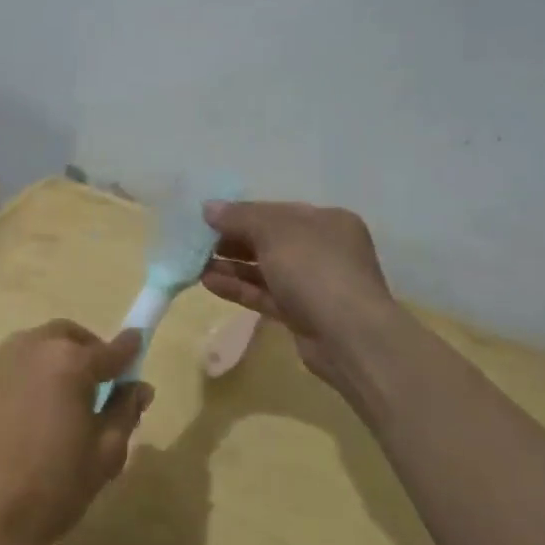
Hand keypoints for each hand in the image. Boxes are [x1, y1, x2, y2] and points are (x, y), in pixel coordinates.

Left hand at [0, 321, 149, 544]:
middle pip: (70, 337)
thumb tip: (138, 388)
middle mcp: (32, 347)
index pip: (111, 349)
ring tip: (68, 400)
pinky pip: (17, 364)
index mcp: (68, 361)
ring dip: (59, 359)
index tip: (140, 349)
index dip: (130, 351)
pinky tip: (36, 411)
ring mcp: (0, 361)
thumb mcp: (103, 456)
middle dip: (90, 351)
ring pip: (40, 346)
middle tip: (102, 385)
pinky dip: (34, 373)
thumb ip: (124, 413)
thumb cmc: (49, 488)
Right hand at [200, 200, 395, 396]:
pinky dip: (239, 288)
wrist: (349, 337)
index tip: (208, 218)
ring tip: (195, 265)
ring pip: (265, 270)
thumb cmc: (315, 269)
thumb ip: (239, 217)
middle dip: (233, 240)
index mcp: (327, 221)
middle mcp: (324, 250)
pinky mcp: (302, 315)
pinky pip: (265, 295)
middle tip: (197, 242)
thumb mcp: (274, 231)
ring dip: (231, 266)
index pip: (277, 211)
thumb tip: (208, 207)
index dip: (242, 213)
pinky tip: (209, 283)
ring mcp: (314, 285)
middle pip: (270, 240)